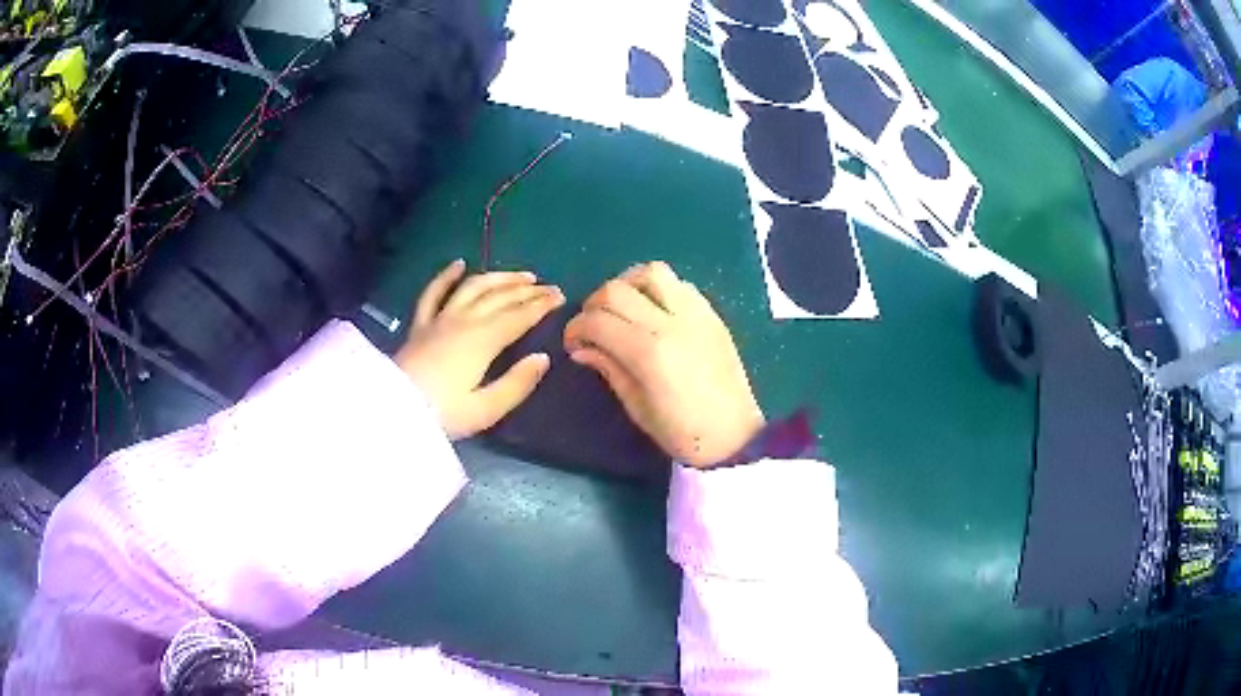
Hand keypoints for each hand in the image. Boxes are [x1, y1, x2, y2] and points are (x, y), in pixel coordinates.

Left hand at [396, 260, 563, 439]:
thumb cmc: (442, 415)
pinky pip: (433, 292)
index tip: (561, 296)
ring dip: (498, 277)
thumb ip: (517, 383)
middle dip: (527, 290)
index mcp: (483, 340)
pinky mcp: (420, 325)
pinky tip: (458, 263)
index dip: (541, 304)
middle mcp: (463, 321)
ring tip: (519, 275)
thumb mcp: (485, 409)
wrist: (392, 411)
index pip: (519, 316)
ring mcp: (439, 319)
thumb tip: (543, 358)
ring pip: (473, 287)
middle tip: (548, 286)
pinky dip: (446, 275)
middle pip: (499, 297)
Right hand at [564, 262, 764, 467]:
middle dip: (594, 304)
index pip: (597, 321)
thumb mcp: (636, 407)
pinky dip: (658, 290)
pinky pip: (679, 284)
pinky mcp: (712, 314)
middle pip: (617, 289)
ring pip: (652, 272)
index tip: (573, 344)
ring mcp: (695, 314)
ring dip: (628, 284)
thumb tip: (582, 349)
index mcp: (648, 352)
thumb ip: (609, 368)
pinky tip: (654, 312)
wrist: (734, 437)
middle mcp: (670, 322)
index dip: (575, 329)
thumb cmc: (682, 432)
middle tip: (593, 327)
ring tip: (623, 309)